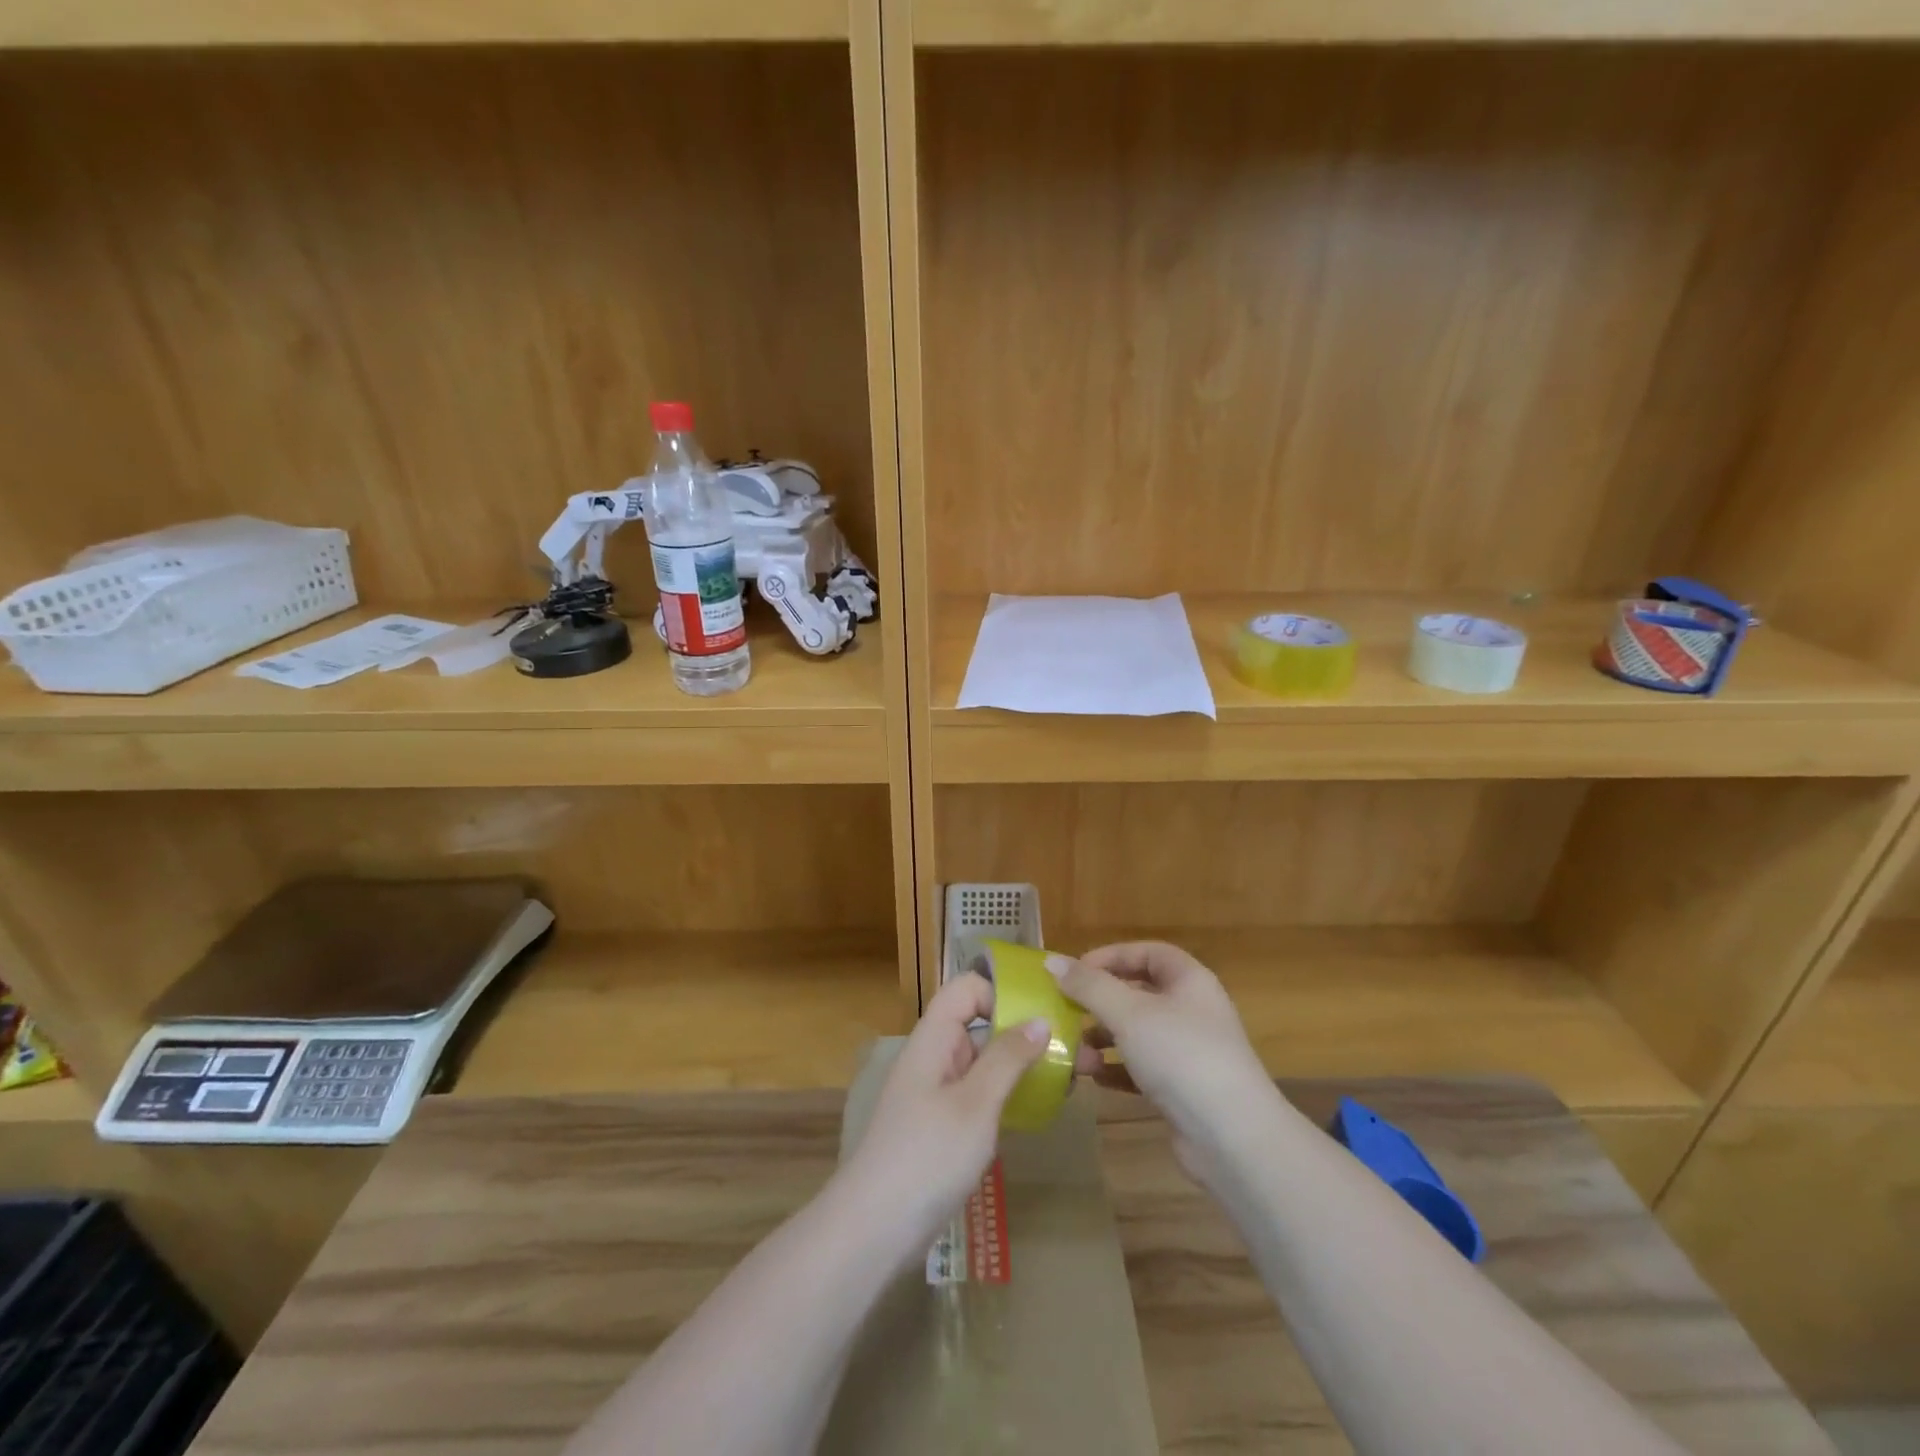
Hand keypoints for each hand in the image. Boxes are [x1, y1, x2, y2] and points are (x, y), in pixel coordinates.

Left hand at [838, 972, 1050, 1253]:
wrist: (874, 1229)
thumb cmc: (926, 1156)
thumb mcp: (974, 1104)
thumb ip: (1007, 1058)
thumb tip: (1041, 1019)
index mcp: (933, 1039)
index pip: (966, 989)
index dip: (1002, 991)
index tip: (1043, 1013)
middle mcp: (934, 1057)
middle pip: (979, 1023)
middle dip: (1025, 1030)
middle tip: (1075, 1049)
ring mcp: (937, 1093)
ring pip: (984, 1060)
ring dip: (1022, 1064)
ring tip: (1069, 1078)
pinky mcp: (943, 1125)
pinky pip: (981, 1093)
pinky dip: (1009, 1093)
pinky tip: (1040, 1107)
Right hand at [1046, 942, 1284, 1186]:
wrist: (1233, 1138)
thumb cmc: (1181, 1056)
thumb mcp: (1129, 1013)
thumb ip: (1089, 986)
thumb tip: (1052, 962)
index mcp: (1189, 981)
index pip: (1147, 953)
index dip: (1111, 956)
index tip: (1075, 972)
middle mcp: (1192, 1011)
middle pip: (1138, 993)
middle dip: (1100, 1002)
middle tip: (1067, 1012)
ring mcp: (1189, 1052)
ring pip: (1136, 1033)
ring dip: (1103, 1040)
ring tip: (1076, 1055)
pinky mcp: (1182, 1089)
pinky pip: (1141, 1069)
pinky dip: (1116, 1069)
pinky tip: (1094, 1079)